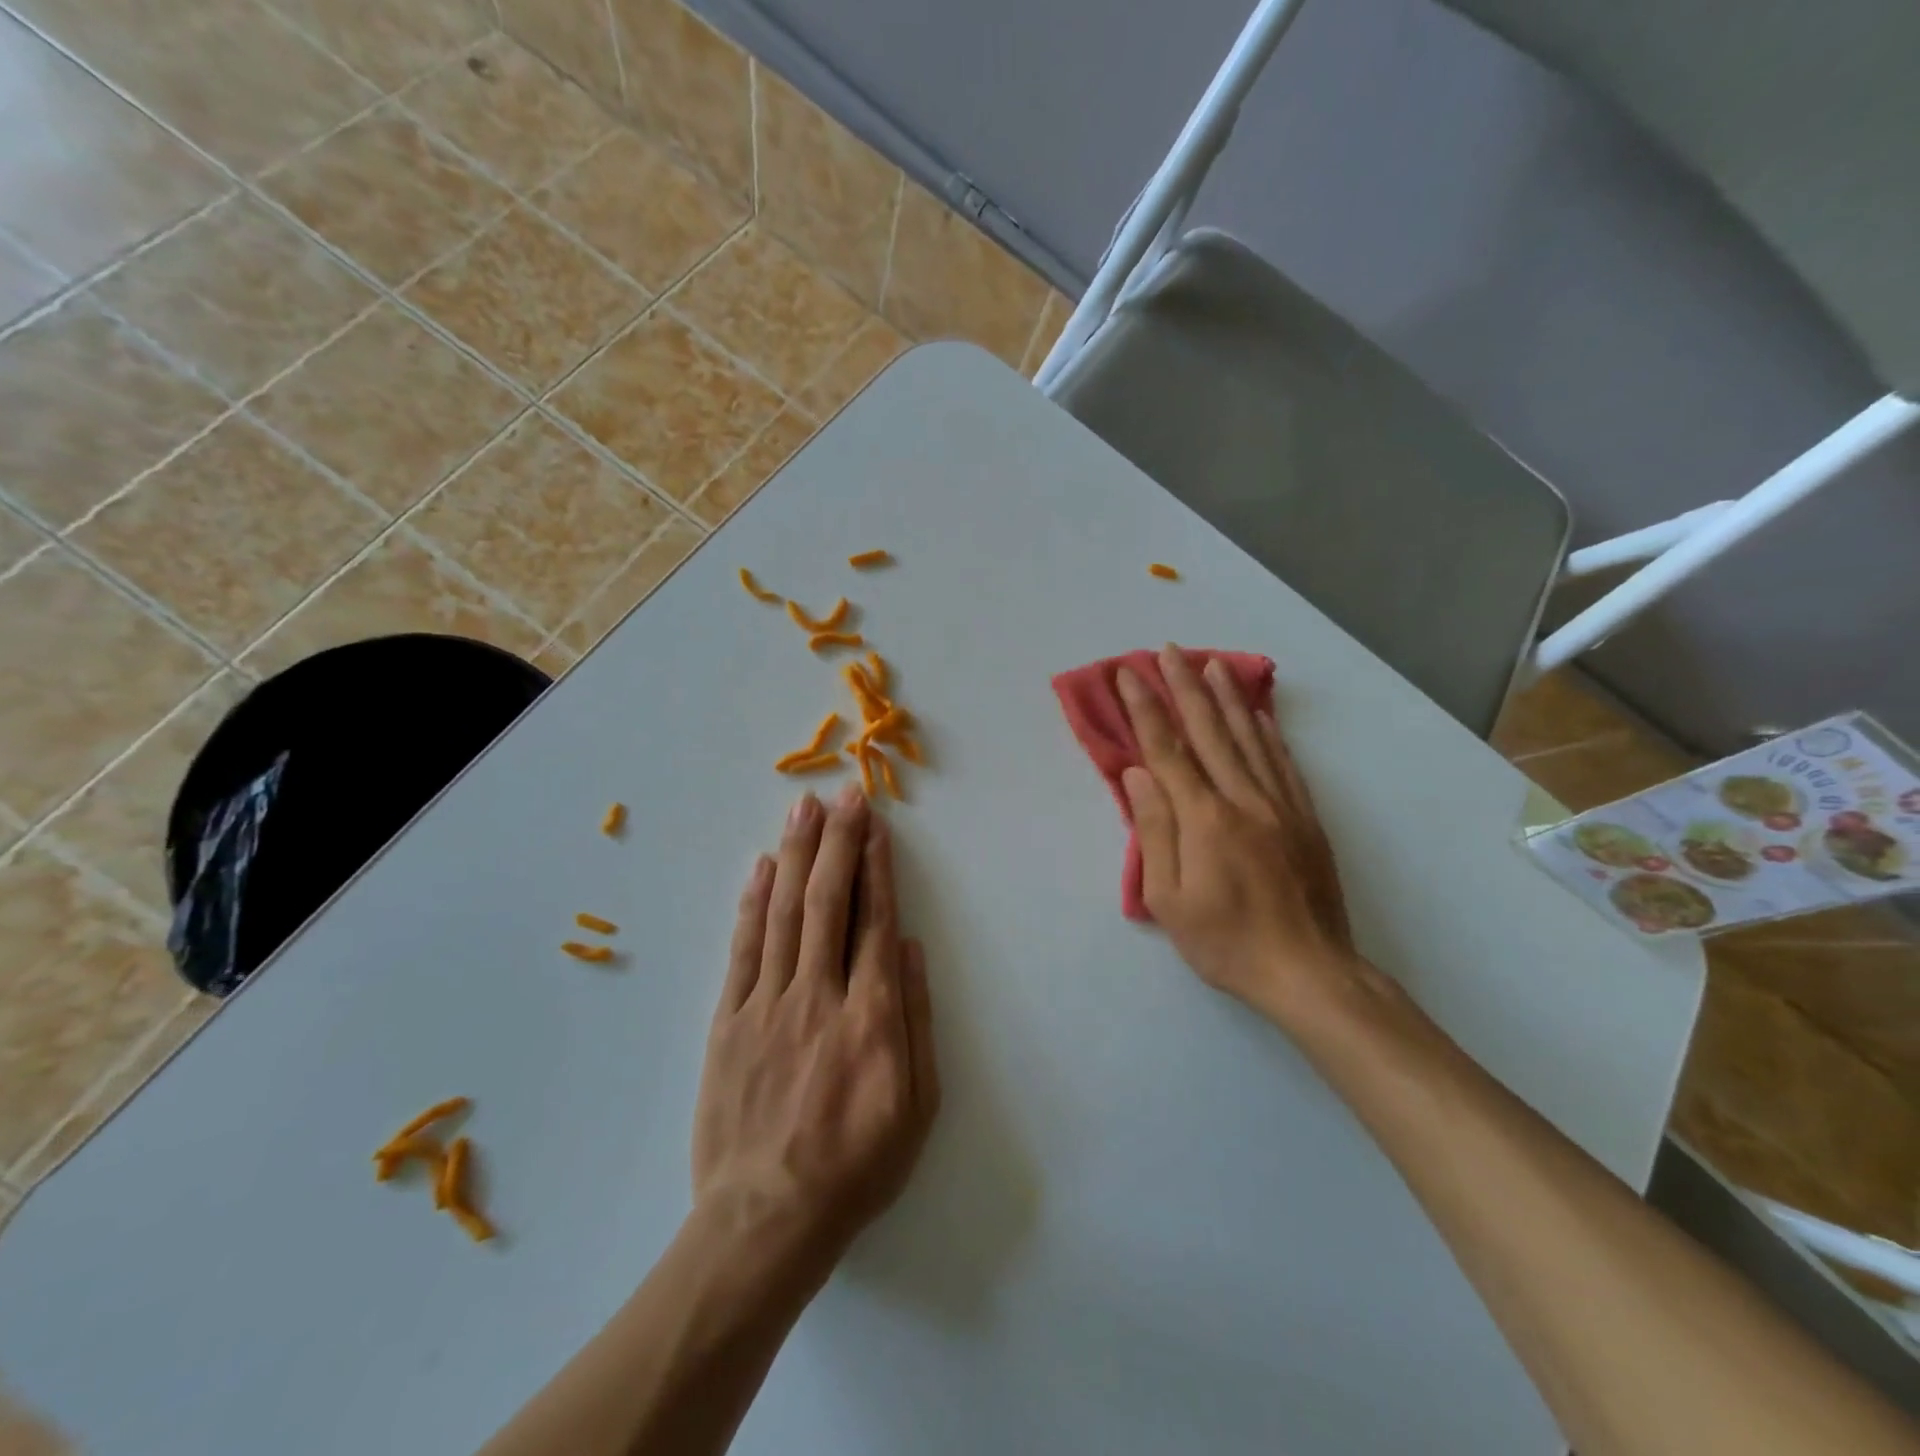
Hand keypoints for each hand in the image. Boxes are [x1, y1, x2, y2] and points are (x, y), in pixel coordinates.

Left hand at [692, 785, 939, 1273]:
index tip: (875, 825)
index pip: (874, 921)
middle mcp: (819, 995)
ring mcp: (767, 1005)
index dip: (876, 866)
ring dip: (796, 855)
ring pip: (783, 913)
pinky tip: (762, 867)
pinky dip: (753, 903)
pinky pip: (743, 950)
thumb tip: (911, 948)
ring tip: (804, 810)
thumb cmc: (856, 1166)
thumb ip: (917, 1019)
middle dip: (838, 842)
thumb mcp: (918, 1106)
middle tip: (843, 795)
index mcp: (871, 1015)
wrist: (766, 1221)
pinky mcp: (729, 1022)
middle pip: (828, 902)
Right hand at [1116, 644, 1360, 1025]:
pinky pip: (1283, 763)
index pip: (1166, 750)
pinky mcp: (1305, 818)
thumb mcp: (1169, 900)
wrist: (1309, 972)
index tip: (1128, 674)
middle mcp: (1243, 799)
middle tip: (1169, 649)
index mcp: (1204, 818)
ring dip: (1227, 697)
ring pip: (1249, 738)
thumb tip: (1137, 775)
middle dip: (1185, 686)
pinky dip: (1267, 732)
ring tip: (1212, 664)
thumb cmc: (1226, 942)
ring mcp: (1280, 805)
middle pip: (1209, 731)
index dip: (1145, 708)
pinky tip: (1258, 714)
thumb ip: (1154, 831)